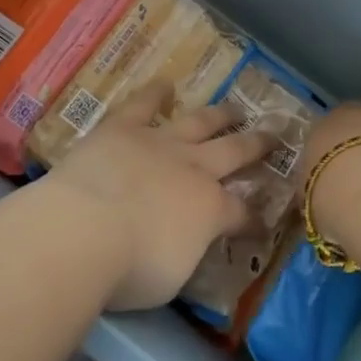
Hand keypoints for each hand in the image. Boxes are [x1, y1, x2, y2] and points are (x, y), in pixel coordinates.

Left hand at [44, 79, 275, 309]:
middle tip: (276, 134)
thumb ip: (189, 251)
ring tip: (235, 107)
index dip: (256, 220)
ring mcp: (159, 142)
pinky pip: (143, 105)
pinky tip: (165, 83)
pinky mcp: (123, 128)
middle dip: (257, 145)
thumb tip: (193, 242)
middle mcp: (193, 167)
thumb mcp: (174, 276)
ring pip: (199, 122)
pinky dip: (155, 93)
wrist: (85, 228)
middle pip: (233, 151)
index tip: (265, 225)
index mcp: (210, 208)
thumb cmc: (131, 267)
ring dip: (219, 114)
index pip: (242, 213)